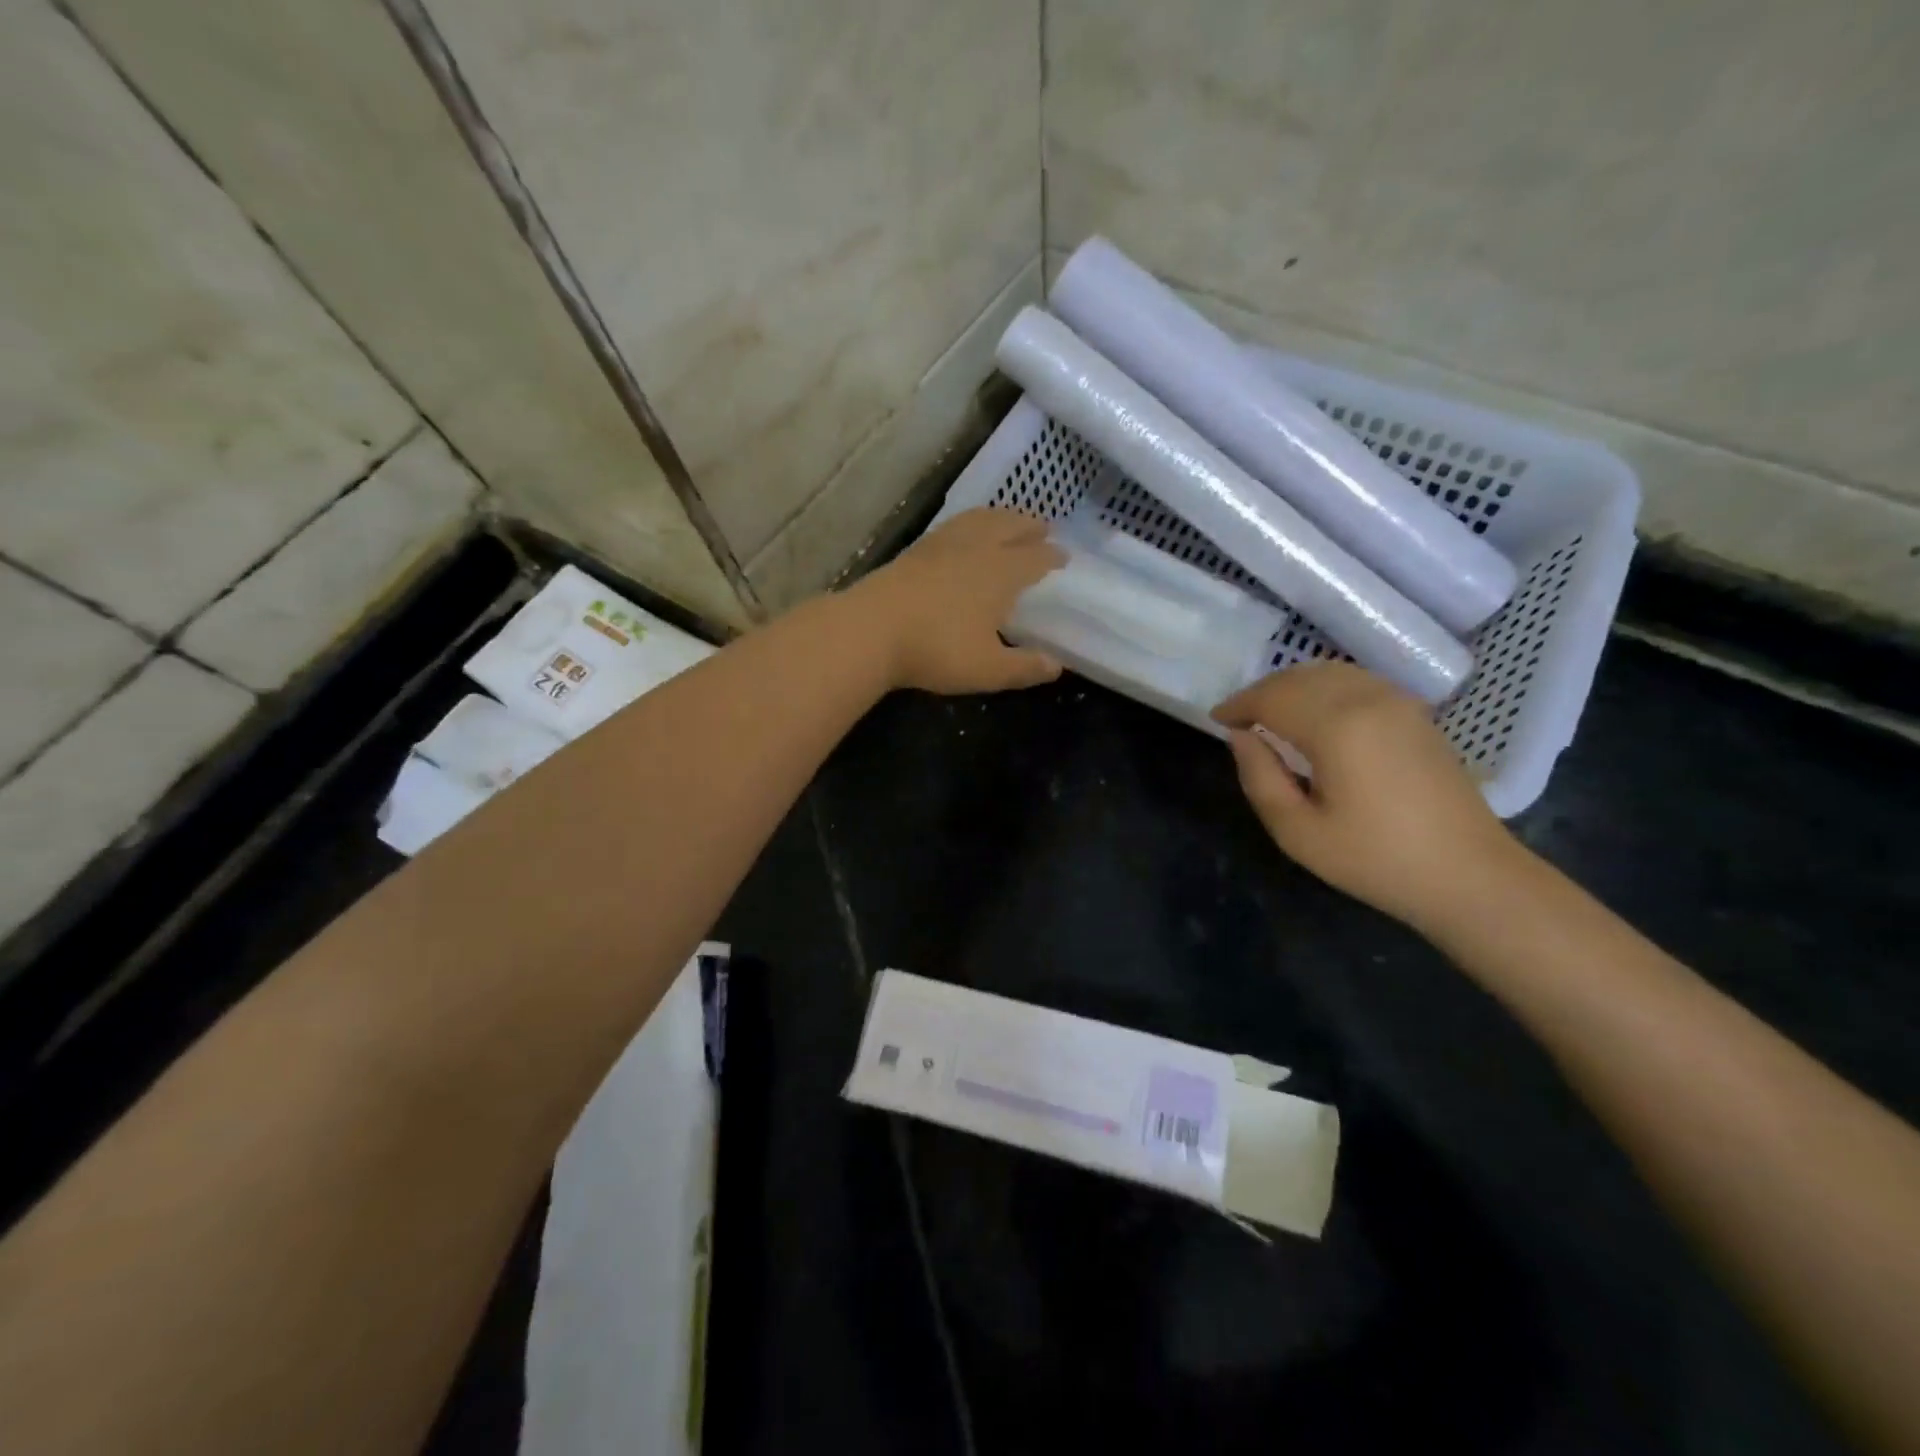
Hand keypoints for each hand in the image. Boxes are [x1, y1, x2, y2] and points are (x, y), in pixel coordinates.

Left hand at [848, 508, 1065, 694]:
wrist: (870, 630)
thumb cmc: (937, 649)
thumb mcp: (988, 670)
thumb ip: (1024, 667)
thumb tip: (1056, 666)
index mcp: (1001, 572)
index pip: (1035, 557)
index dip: (1052, 556)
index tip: (1064, 556)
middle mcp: (976, 548)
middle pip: (1009, 526)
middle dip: (1029, 526)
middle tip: (1043, 527)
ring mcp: (941, 545)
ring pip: (979, 520)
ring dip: (999, 517)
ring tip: (1007, 521)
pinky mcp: (914, 551)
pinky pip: (952, 527)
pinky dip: (969, 524)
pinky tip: (962, 536)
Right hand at [1211, 662, 1524, 929]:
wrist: (1470, 875)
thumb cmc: (1376, 860)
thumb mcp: (1298, 832)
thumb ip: (1260, 778)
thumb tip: (1242, 738)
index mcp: (1337, 726)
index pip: (1272, 698)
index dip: (1238, 705)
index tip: (1217, 720)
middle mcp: (1367, 699)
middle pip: (1299, 678)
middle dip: (1262, 692)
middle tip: (1239, 719)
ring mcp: (1398, 702)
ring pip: (1329, 672)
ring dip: (1292, 686)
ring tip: (1271, 715)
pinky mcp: (1416, 713)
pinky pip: (1356, 681)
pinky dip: (1323, 687)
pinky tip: (1315, 714)